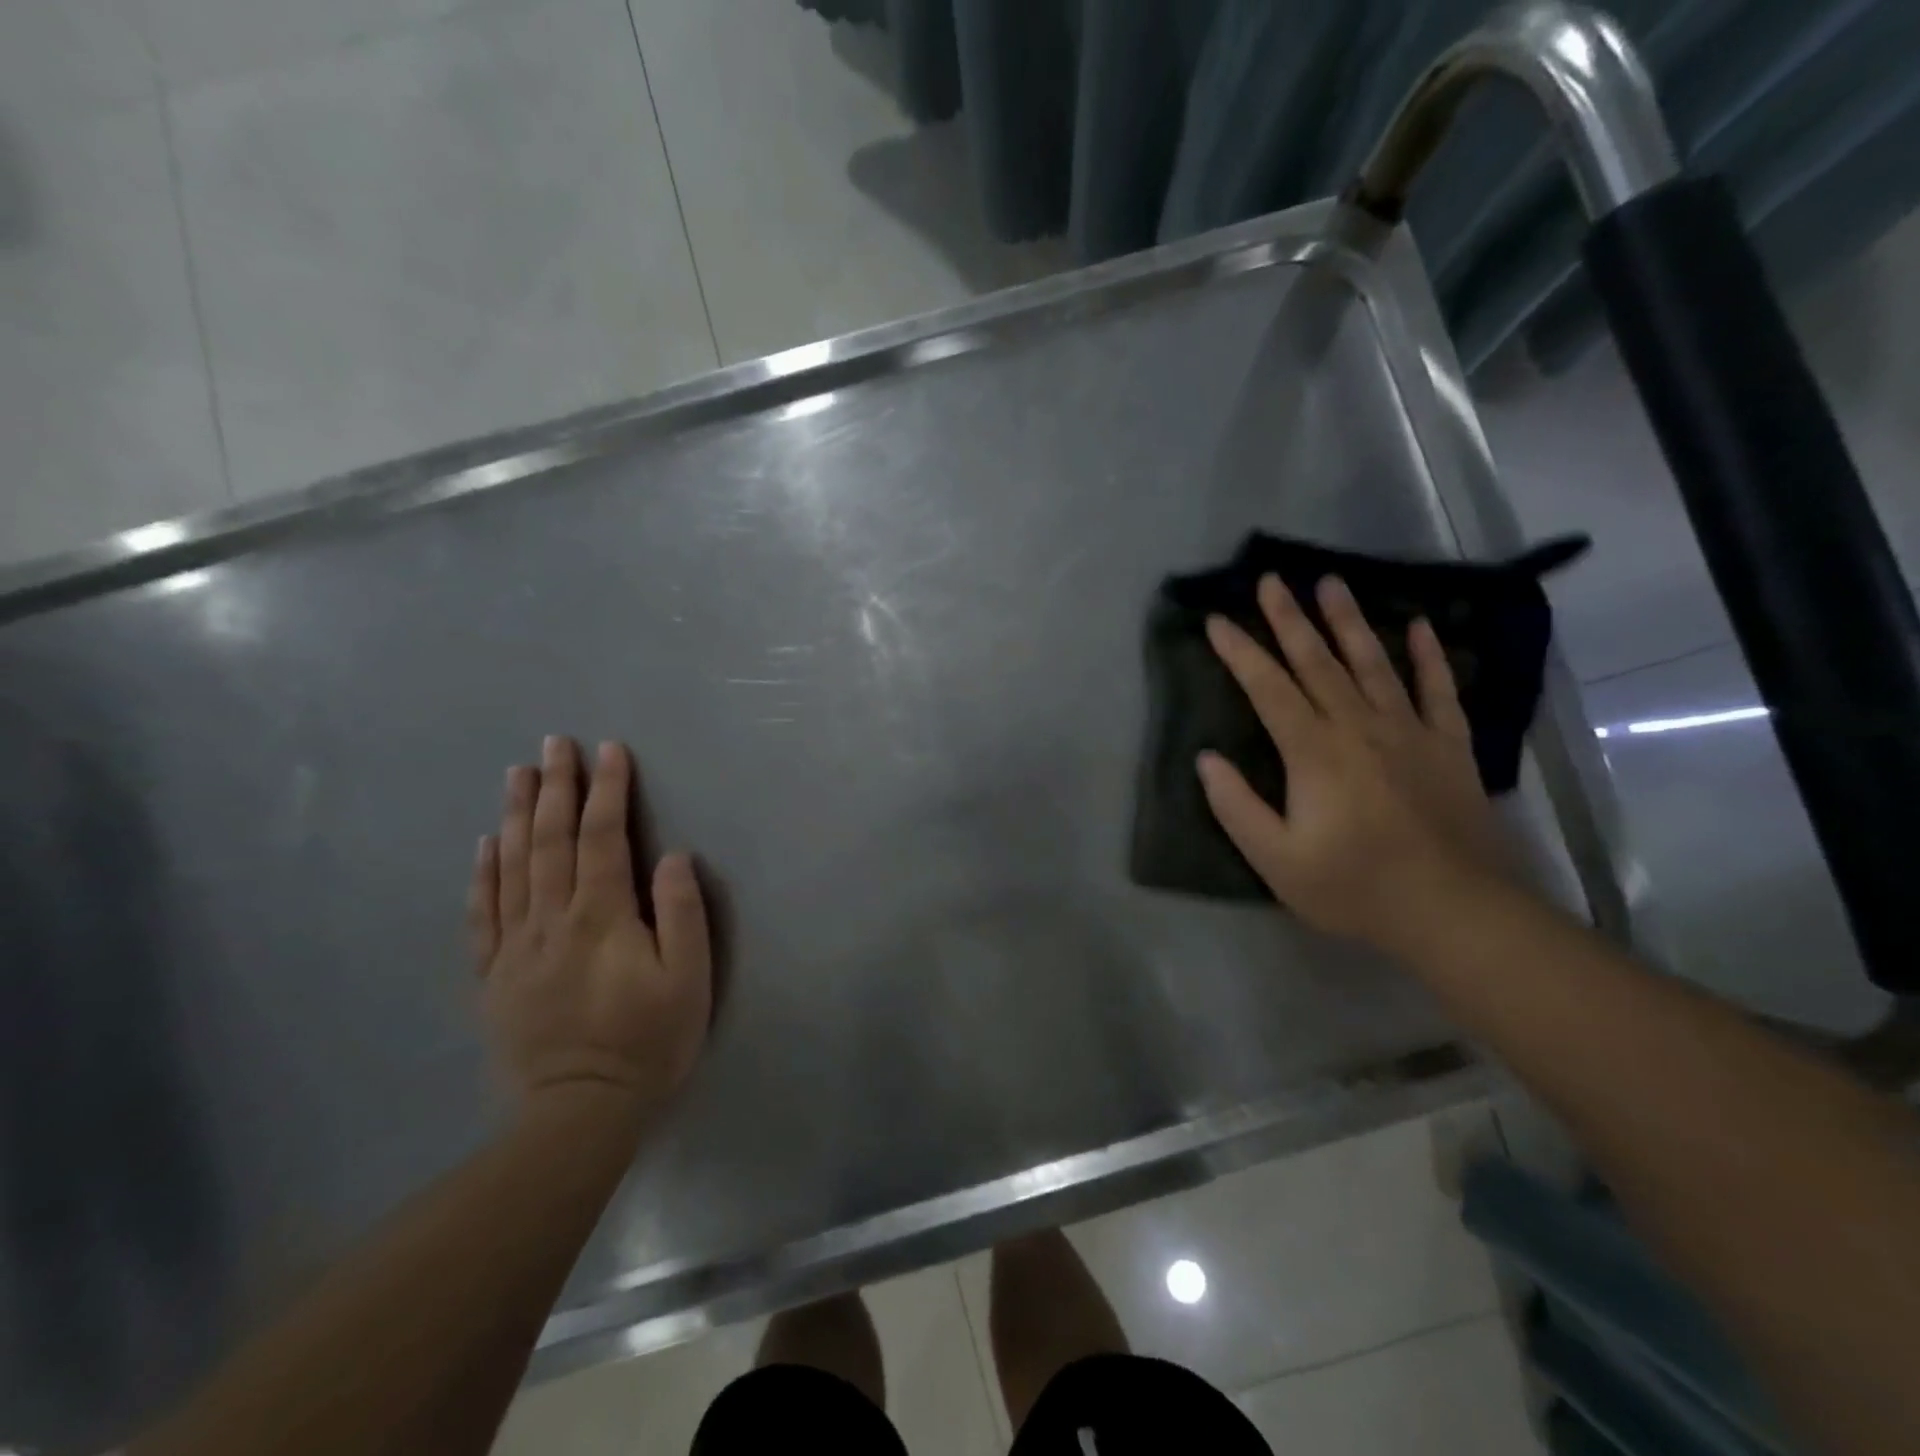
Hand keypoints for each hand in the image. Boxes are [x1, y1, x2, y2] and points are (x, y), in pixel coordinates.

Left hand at [468, 737, 711, 1131]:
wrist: (579, 1112)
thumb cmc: (648, 1040)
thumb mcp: (689, 979)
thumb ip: (681, 913)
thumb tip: (672, 855)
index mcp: (602, 916)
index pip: (604, 838)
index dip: (608, 790)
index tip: (610, 750)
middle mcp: (552, 919)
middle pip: (552, 841)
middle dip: (556, 788)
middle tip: (554, 744)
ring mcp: (516, 946)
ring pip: (513, 866)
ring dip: (518, 815)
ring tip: (518, 774)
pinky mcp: (494, 974)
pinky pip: (483, 913)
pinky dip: (483, 872)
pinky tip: (485, 843)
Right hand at [1198, 574, 1511, 950]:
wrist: (1454, 911)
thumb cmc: (1354, 887)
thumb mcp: (1276, 860)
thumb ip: (1236, 806)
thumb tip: (1207, 758)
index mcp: (1313, 752)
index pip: (1268, 688)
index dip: (1239, 652)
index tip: (1217, 619)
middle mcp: (1358, 727)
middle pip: (1317, 662)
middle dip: (1289, 618)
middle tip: (1271, 578)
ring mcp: (1409, 731)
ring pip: (1373, 663)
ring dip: (1349, 621)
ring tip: (1331, 582)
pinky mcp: (1449, 746)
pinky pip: (1438, 690)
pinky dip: (1429, 656)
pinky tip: (1419, 626)